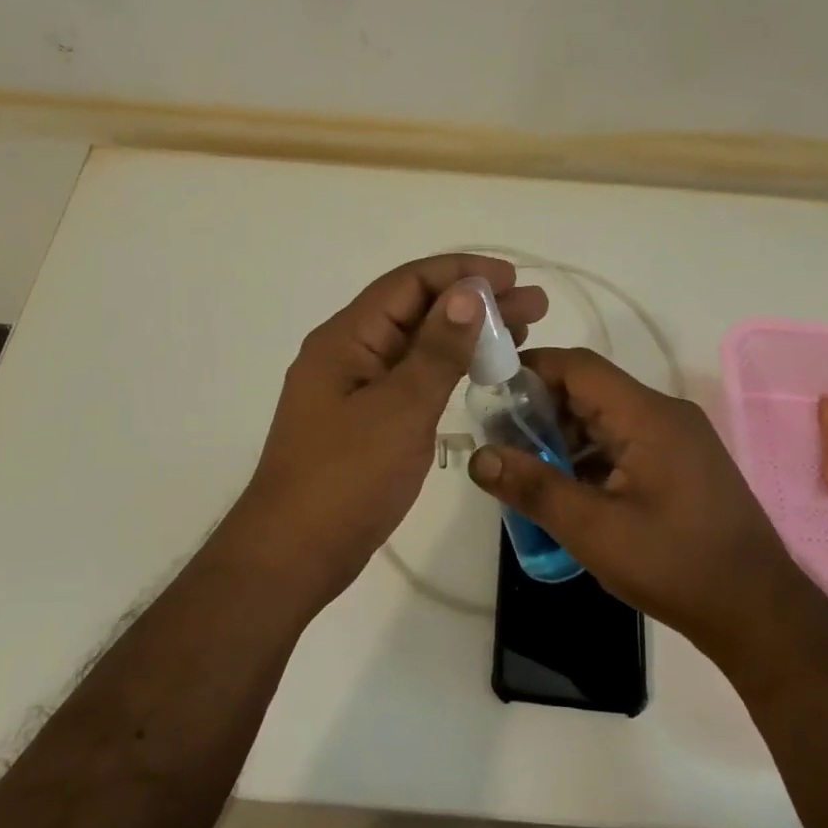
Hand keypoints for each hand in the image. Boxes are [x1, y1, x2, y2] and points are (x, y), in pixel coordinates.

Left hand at [225, 254, 546, 603]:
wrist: (293, 555)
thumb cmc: (346, 479)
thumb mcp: (400, 409)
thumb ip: (437, 349)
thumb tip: (468, 292)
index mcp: (346, 338)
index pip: (409, 283)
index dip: (462, 273)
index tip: (513, 278)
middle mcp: (348, 352)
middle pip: (416, 310)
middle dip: (474, 302)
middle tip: (534, 307)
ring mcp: (355, 387)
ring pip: (416, 345)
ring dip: (465, 335)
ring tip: (521, 334)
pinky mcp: (365, 419)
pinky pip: (411, 378)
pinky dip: (447, 369)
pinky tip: (479, 372)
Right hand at [467, 347, 789, 653]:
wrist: (760, 613)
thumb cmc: (675, 565)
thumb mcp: (594, 530)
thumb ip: (534, 488)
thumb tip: (479, 457)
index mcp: (648, 415)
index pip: (579, 366)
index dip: (532, 370)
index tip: (490, 391)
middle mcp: (665, 415)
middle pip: (591, 391)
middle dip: (542, 410)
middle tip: (501, 441)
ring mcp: (678, 440)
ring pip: (607, 419)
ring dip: (565, 437)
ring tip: (527, 469)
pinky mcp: (682, 465)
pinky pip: (625, 443)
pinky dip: (591, 457)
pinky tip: (568, 490)